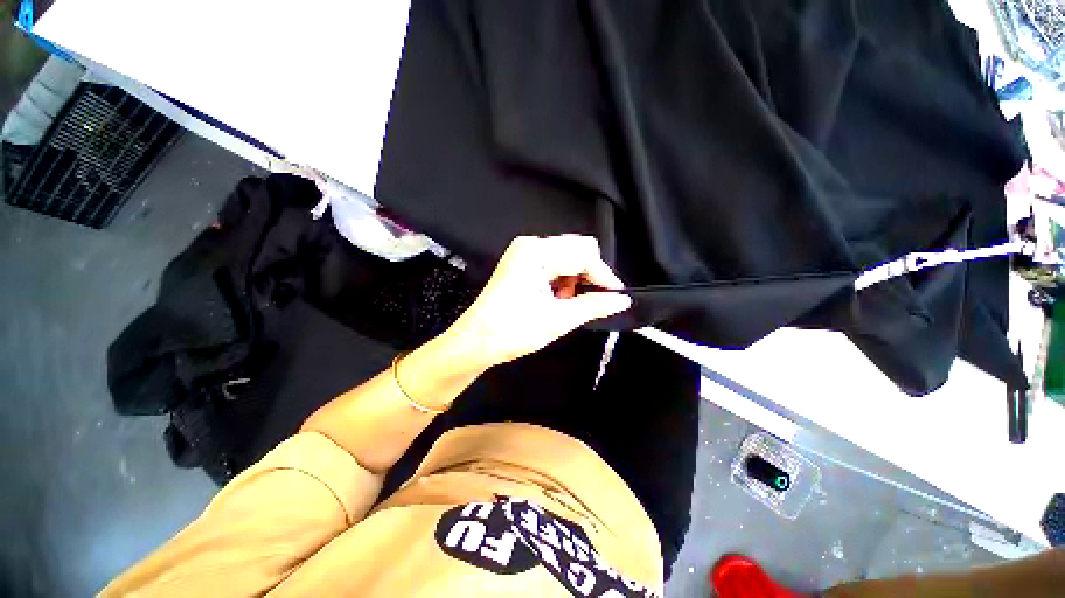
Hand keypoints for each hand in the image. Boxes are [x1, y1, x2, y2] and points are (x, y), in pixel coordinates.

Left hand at [440, 235, 631, 369]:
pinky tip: (557, 299)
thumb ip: (593, 306)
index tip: (616, 296)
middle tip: (589, 302)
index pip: (584, 254)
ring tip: (566, 305)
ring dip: (575, 280)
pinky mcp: (522, 263)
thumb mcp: (557, 320)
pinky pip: (554, 264)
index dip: (604, 276)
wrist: (475, 342)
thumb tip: (621, 300)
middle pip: (577, 250)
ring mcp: (524, 253)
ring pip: (567, 257)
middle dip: (588, 276)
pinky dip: (563, 281)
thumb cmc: (510, 331)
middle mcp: (530, 245)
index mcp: (536, 252)